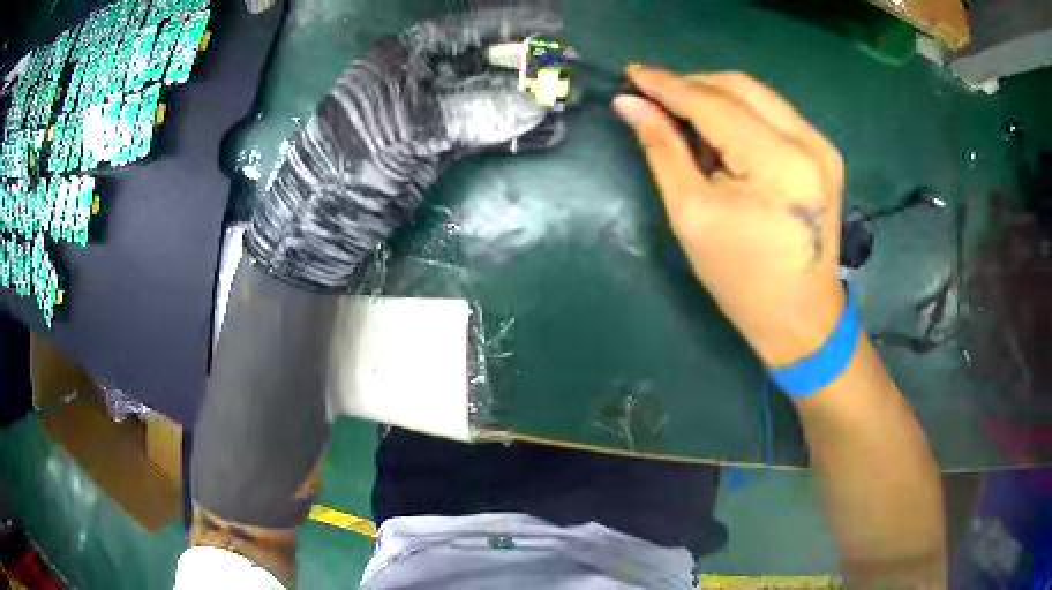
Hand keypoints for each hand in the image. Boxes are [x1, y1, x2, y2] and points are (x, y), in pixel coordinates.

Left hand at [246, 8, 562, 290]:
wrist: (320, 227)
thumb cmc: (349, 167)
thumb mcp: (405, 130)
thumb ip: (471, 113)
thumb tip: (535, 105)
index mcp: (401, 60)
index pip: (463, 29)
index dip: (509, 24)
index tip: (553, 25)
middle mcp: (418, 80)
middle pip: (482, 62)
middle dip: (527, 65)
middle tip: (570, 70)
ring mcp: (429, 116)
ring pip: (487, 100)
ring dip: (527, 103)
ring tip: (568, 106)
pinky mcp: (436, 148)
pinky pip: (483, 134)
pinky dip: (513, 135)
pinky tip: (545, 135)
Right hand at [615, 67, 845, 365]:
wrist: (801, 317)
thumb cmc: (743, 280)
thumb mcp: (692, 216)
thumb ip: (663, 150)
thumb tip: (630, 104)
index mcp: (779, 165)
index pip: (714, 104)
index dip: (668, 85)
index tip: (631, 74)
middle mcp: (809, 143)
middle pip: (739, 86)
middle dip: (691, 84)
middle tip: (652, 94)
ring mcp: (822, 146)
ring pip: (758, 94)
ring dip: (714, 94)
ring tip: (679, 109)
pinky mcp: (824, 153)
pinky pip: (773, 112)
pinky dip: (740, 110)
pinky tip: (718, 126)